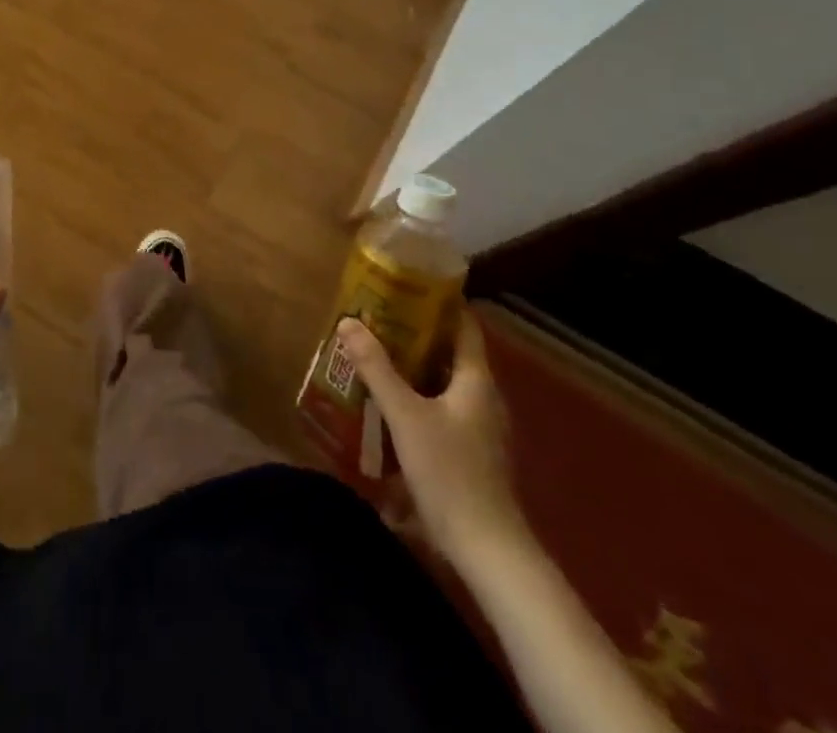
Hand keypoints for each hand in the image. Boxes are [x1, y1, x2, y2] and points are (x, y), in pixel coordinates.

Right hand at [335, 312, 527, 564]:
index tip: (407, 285)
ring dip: (414, 366)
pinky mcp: (470, 452)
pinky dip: (418, 395)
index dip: (440, 302)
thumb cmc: (449, 473)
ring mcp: (480, 428)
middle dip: (416, 333)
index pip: (464, 326)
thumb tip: (348, 321)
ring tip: (375, 353)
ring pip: (445, 382)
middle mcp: (483, 398)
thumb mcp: (405, 415)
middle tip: (378, 316)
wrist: (487, 550)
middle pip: (451, 352)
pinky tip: (389, 402)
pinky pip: (442, 407)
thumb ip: (376, 368)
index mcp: (476, 380)